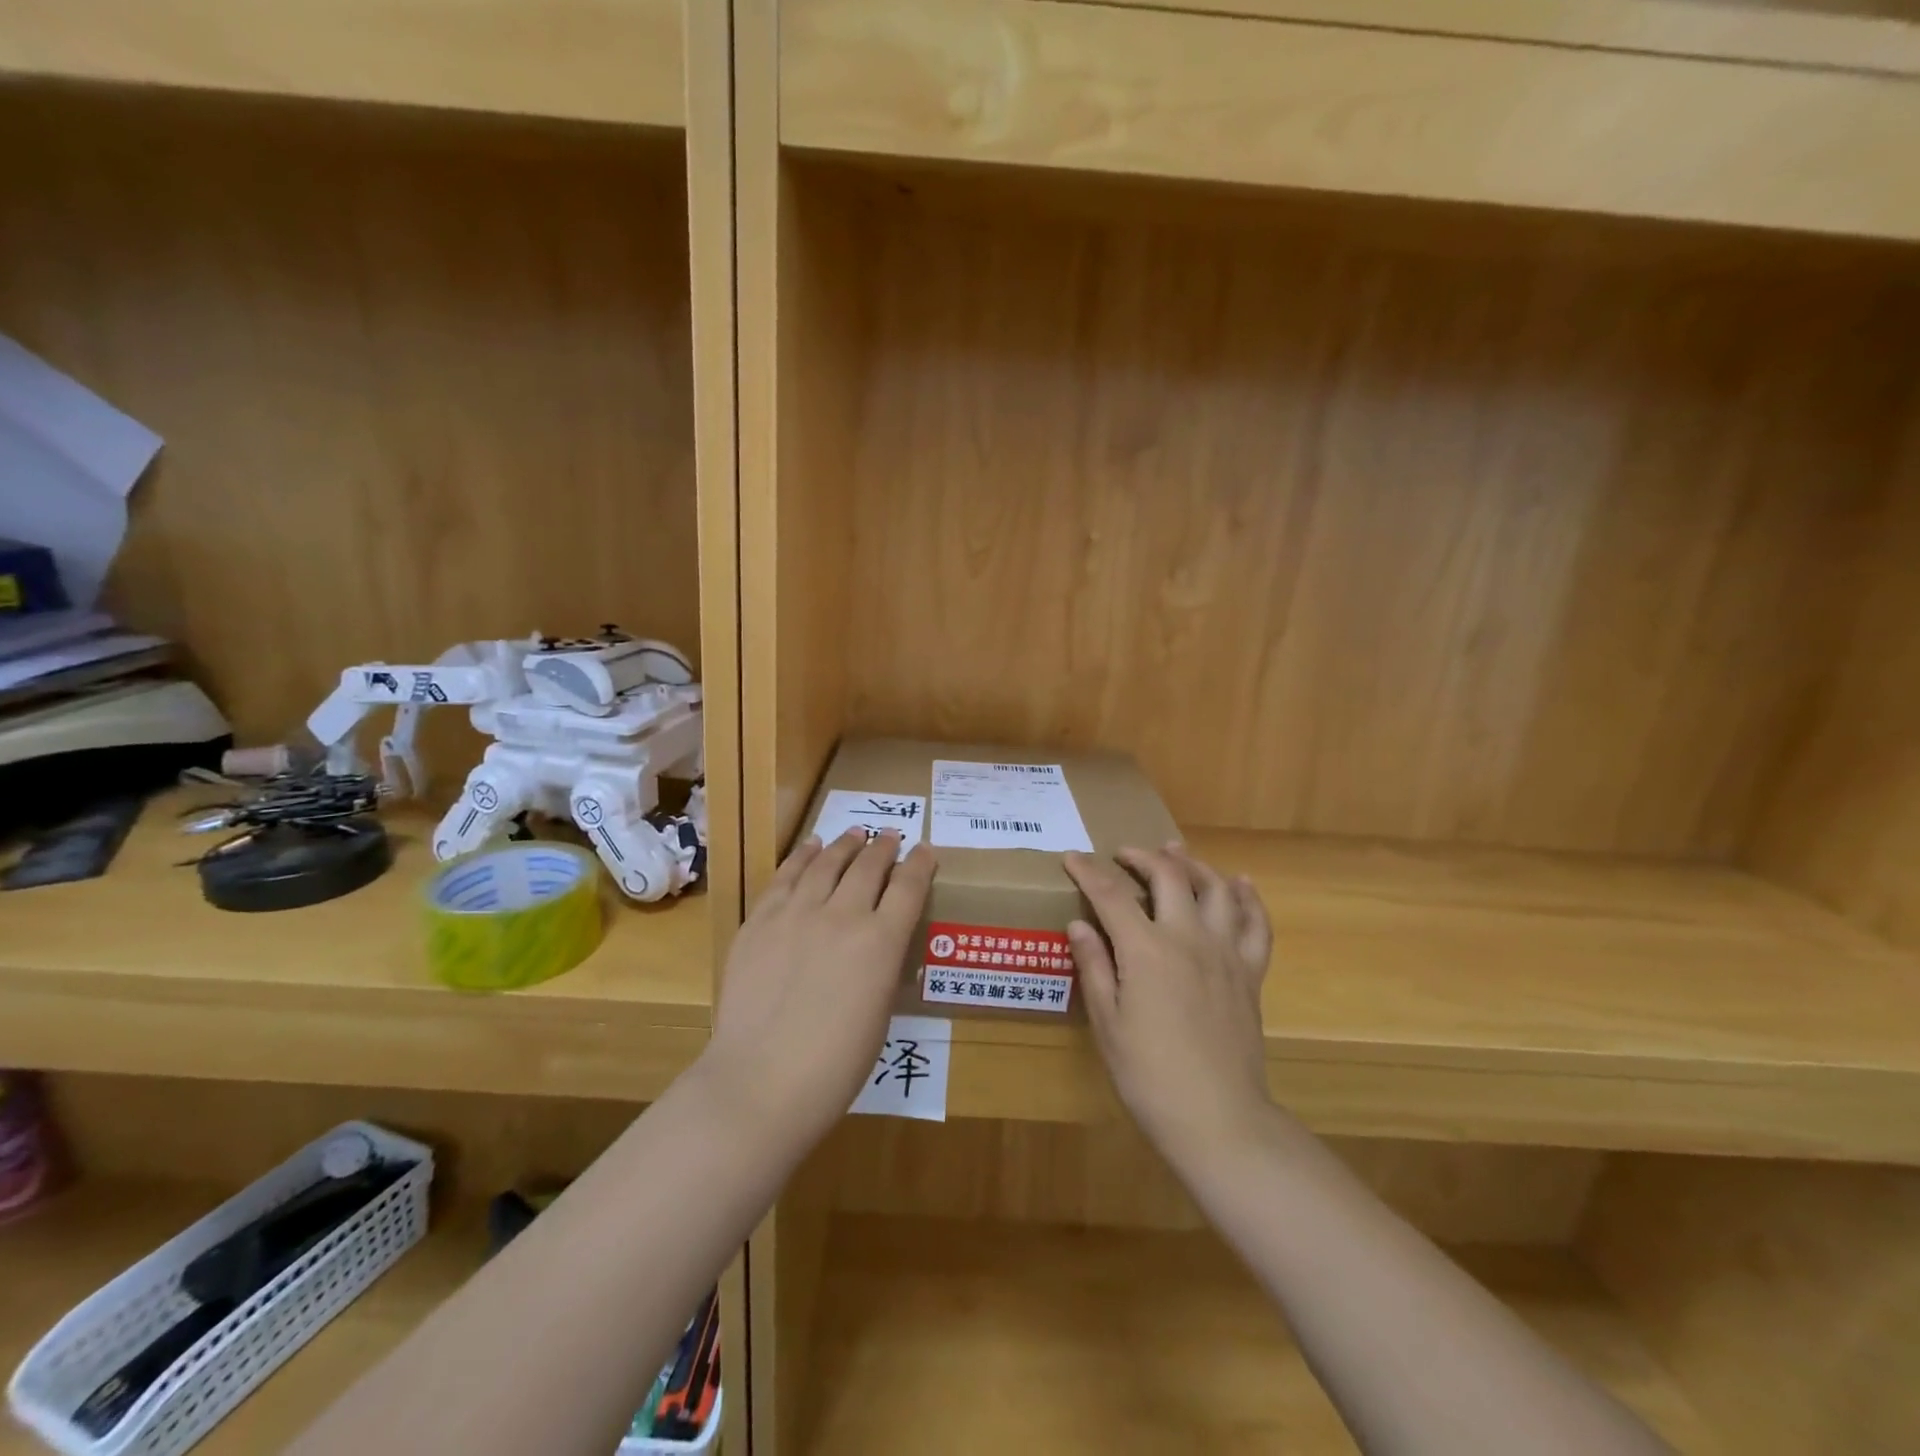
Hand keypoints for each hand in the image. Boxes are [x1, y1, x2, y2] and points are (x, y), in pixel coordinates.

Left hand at [702, 830, 935, 1149]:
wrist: (760, 1081)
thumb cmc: (835, 1066)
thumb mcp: (880, 1014)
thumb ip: (882, 968)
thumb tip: (881, 945)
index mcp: (881, 942)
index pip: (909, 887)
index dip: (920, 863)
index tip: (925, 850)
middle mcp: (843, 915)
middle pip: (869, 866)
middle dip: (884, 847)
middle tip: (890, 837)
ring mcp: (797, 913)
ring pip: (827, 863)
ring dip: (844, 844)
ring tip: (853, 832)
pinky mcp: (760, 920)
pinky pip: (785, 877)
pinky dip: (802, 857)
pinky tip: (810, 847)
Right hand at [1065, 843, 1274, 1170]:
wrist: (1219, 1119)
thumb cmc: (1150, 1076)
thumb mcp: (1108, 1024)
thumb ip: (1094, 967)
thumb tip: (1080, 924)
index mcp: (1146, 950)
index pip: (1110, 894)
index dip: (1087, 871)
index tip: (1071, 857)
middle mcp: (1188, 938)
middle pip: (1168, 876)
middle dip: (1142, 856)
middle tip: (1124, 855)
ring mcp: (1225, 952)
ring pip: (1215, 888)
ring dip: (1193, 864)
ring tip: (1176, 854)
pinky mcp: (1250, 973)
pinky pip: (1256, 924)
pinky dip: (1248, 898)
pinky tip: (1240, 884)